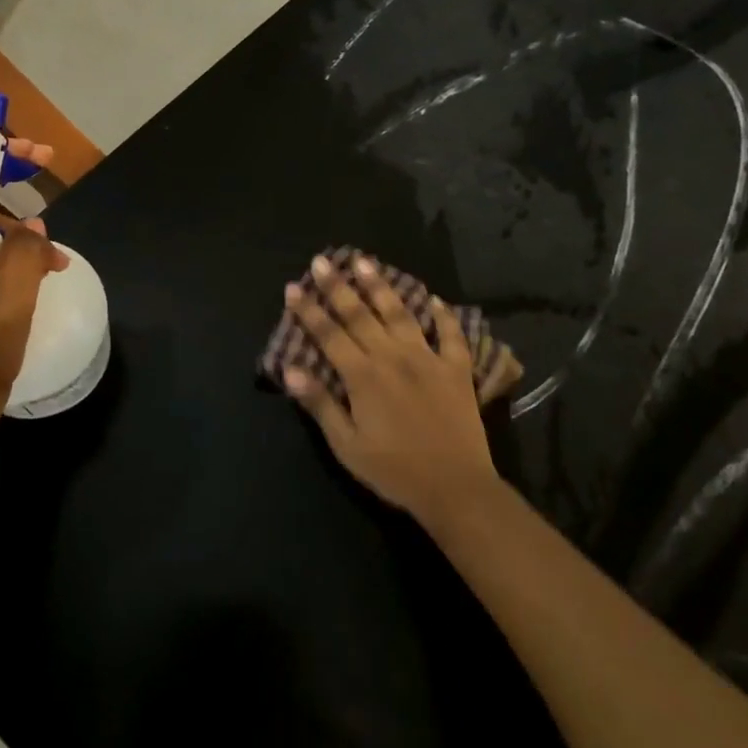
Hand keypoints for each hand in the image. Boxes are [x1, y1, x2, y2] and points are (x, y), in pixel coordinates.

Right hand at [282, 254, 498, 524]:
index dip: (308, 310)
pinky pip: (450, 334)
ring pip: (400, 313)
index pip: (328, 334)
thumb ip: (320, 404)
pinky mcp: (456, 369)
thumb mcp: (347, 446)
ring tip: (365, 261)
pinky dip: (442, 315)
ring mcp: (427, 358)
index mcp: (363, 376)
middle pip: (360, 314)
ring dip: (381, 286)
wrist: (454, 487)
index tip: (292, 287)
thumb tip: (290, 369)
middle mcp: (393, 357)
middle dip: (337, 286)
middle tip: (322, 260)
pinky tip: (434, 299)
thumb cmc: (394, 471)